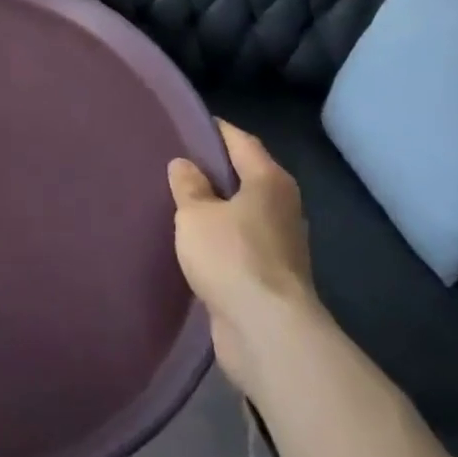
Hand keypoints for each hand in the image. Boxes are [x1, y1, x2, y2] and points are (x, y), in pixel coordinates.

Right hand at [168, 120, 320, 385]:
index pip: (240, 141)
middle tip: (175, 164)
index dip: (214, 130)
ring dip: (217, 208)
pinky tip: (194, 242)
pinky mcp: (271, 277)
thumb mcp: (196, 214)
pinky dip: (221, 239)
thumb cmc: (232, 257)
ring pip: (243, 213)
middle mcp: (282, 206)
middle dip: (214, 170)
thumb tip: (185, 165)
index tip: (187, 124)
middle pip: (245, 176)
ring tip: (179, 202)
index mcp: (269, 181)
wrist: (267, 332)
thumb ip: (188, 186)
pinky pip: (240, 244)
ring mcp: (280, 244)